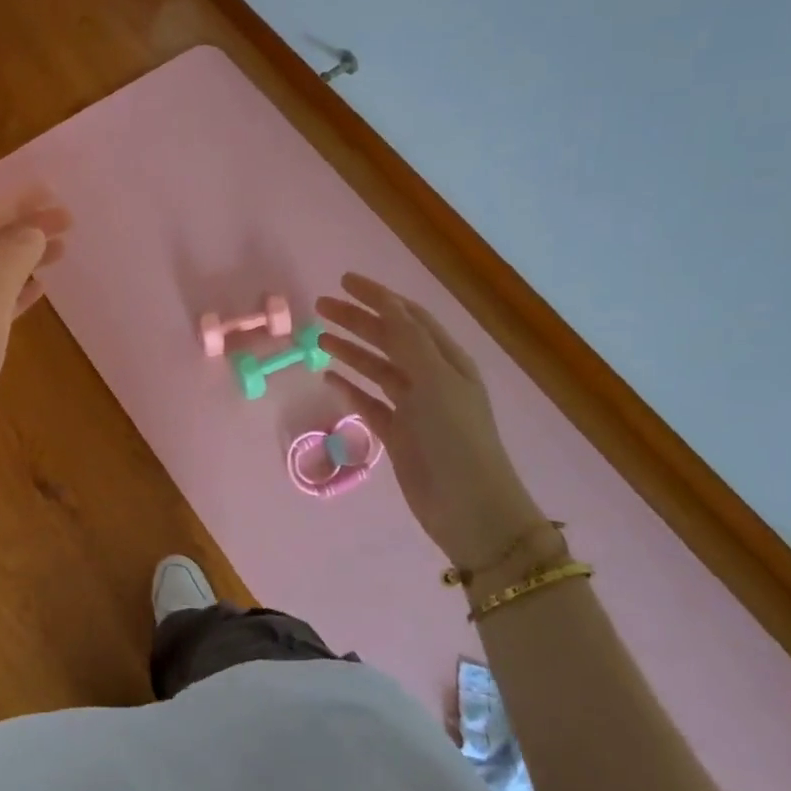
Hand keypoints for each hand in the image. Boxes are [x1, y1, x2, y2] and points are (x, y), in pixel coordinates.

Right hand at [316, 274, 562, 584]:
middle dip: (357, 320)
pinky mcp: (399, 435)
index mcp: (447, 360)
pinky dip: (351, 388)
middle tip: (321, 306)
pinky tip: (329, 378)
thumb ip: (408, 340)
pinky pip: (370, 402)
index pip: (408, 317)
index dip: (378, 297)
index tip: (344, 281)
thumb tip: (386, 303)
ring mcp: (414, 407)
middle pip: (389, 339)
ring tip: (320, 337)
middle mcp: (431, 378)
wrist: (470, 508)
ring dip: (351, 351)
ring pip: (377, 368)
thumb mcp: (435, 381)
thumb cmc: (456, 438)